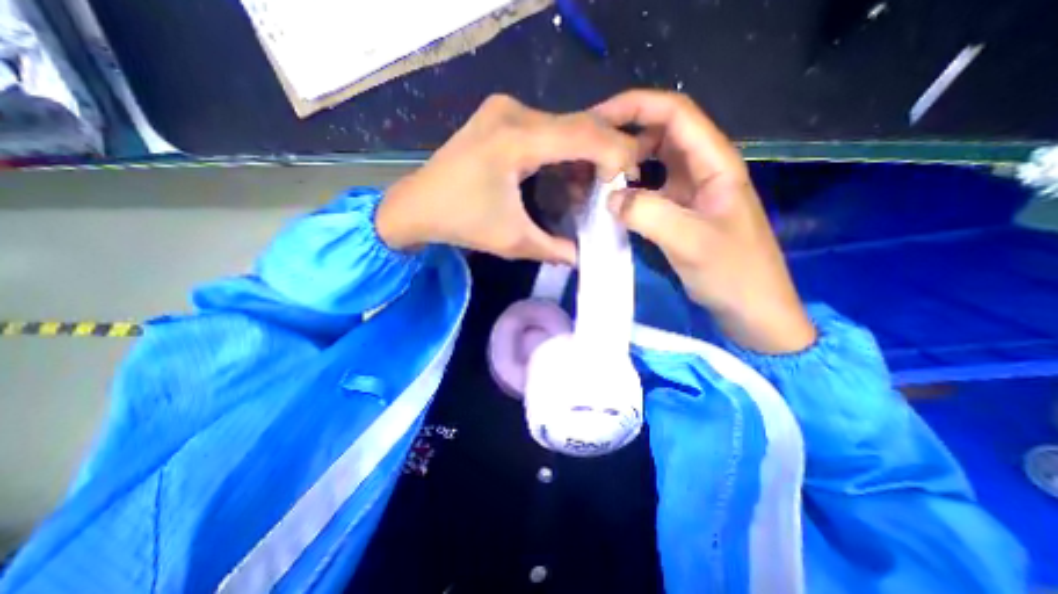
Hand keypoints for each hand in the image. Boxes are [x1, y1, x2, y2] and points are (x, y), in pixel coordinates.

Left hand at [379, 93, 635, 263]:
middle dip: (602, 158)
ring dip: (581, 158)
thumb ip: (556, 248)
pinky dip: (562, 153)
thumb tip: (586, 257)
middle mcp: (513, 112)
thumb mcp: (513, 241)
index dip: (616, 154)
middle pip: (578, 127)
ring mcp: (505, 110)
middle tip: (612, 190)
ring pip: (564, 128)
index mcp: (516, 138)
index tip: (628, 182)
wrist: (415, 206)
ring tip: (587, 192)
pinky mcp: (501, 117)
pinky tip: (563, 179)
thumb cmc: (461, 223)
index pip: (585, 134)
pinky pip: (546, 130)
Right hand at [592, 88, 812, 351]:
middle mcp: (702, 169)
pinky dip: (629, 191)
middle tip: (589, 155)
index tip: (597, 121)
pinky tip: (610, 203)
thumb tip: (609, 198)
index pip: (675, 113)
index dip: (636, 107)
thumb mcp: (692, 242)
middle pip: (660, 134)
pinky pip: (650, 190)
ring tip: (594, 178)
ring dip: (624, 165)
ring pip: (653, 162)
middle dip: (625, 137)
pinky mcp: (680, 212)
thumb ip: (649, 214)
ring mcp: (690, 192)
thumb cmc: (733, 273)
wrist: (751, 309)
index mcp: (715, 163)